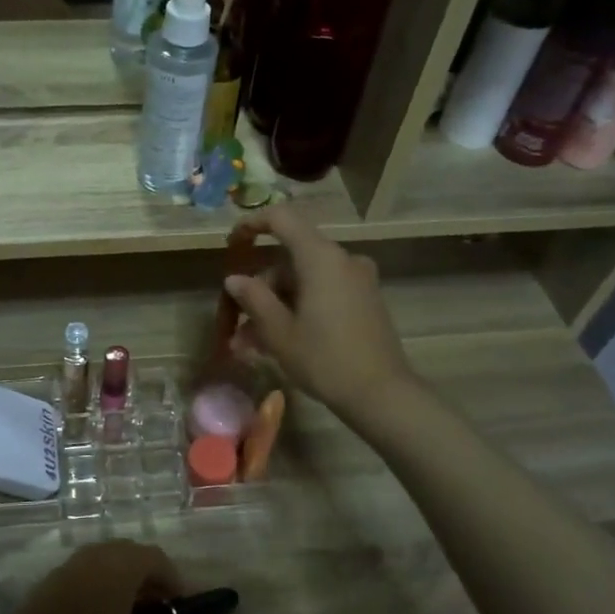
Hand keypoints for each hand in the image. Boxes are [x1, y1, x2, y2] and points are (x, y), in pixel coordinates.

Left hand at [0, 541, 183, 613]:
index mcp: (120, 566)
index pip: (156, 557)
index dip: (172, 578)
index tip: (178, 604)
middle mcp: (96, 554)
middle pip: (131, 553)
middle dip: (148, 575)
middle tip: (157, 606)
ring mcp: (71, 563)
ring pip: (107, 558)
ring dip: (124, 577)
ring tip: (131, 610)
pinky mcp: (52, 577)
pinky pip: (86, 569)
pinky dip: (101, 581)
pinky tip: (100, 612)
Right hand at [223, 204, 415, 420]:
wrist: (382, 395)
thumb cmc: (324, 359)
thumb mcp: (279, 332)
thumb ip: (254, 298)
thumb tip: (234, 279)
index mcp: (321, 258)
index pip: (282, 218)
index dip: (253, 224)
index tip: (232, 243)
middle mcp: (343, 260)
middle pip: (291, 258)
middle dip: (261, 287)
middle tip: (238, 322)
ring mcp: (358, 280)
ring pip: (304, 280)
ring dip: (276, 304)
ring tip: (251, 343)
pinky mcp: (365, 301)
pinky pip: (323, 293)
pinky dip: (298, 308)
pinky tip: (280, 341)